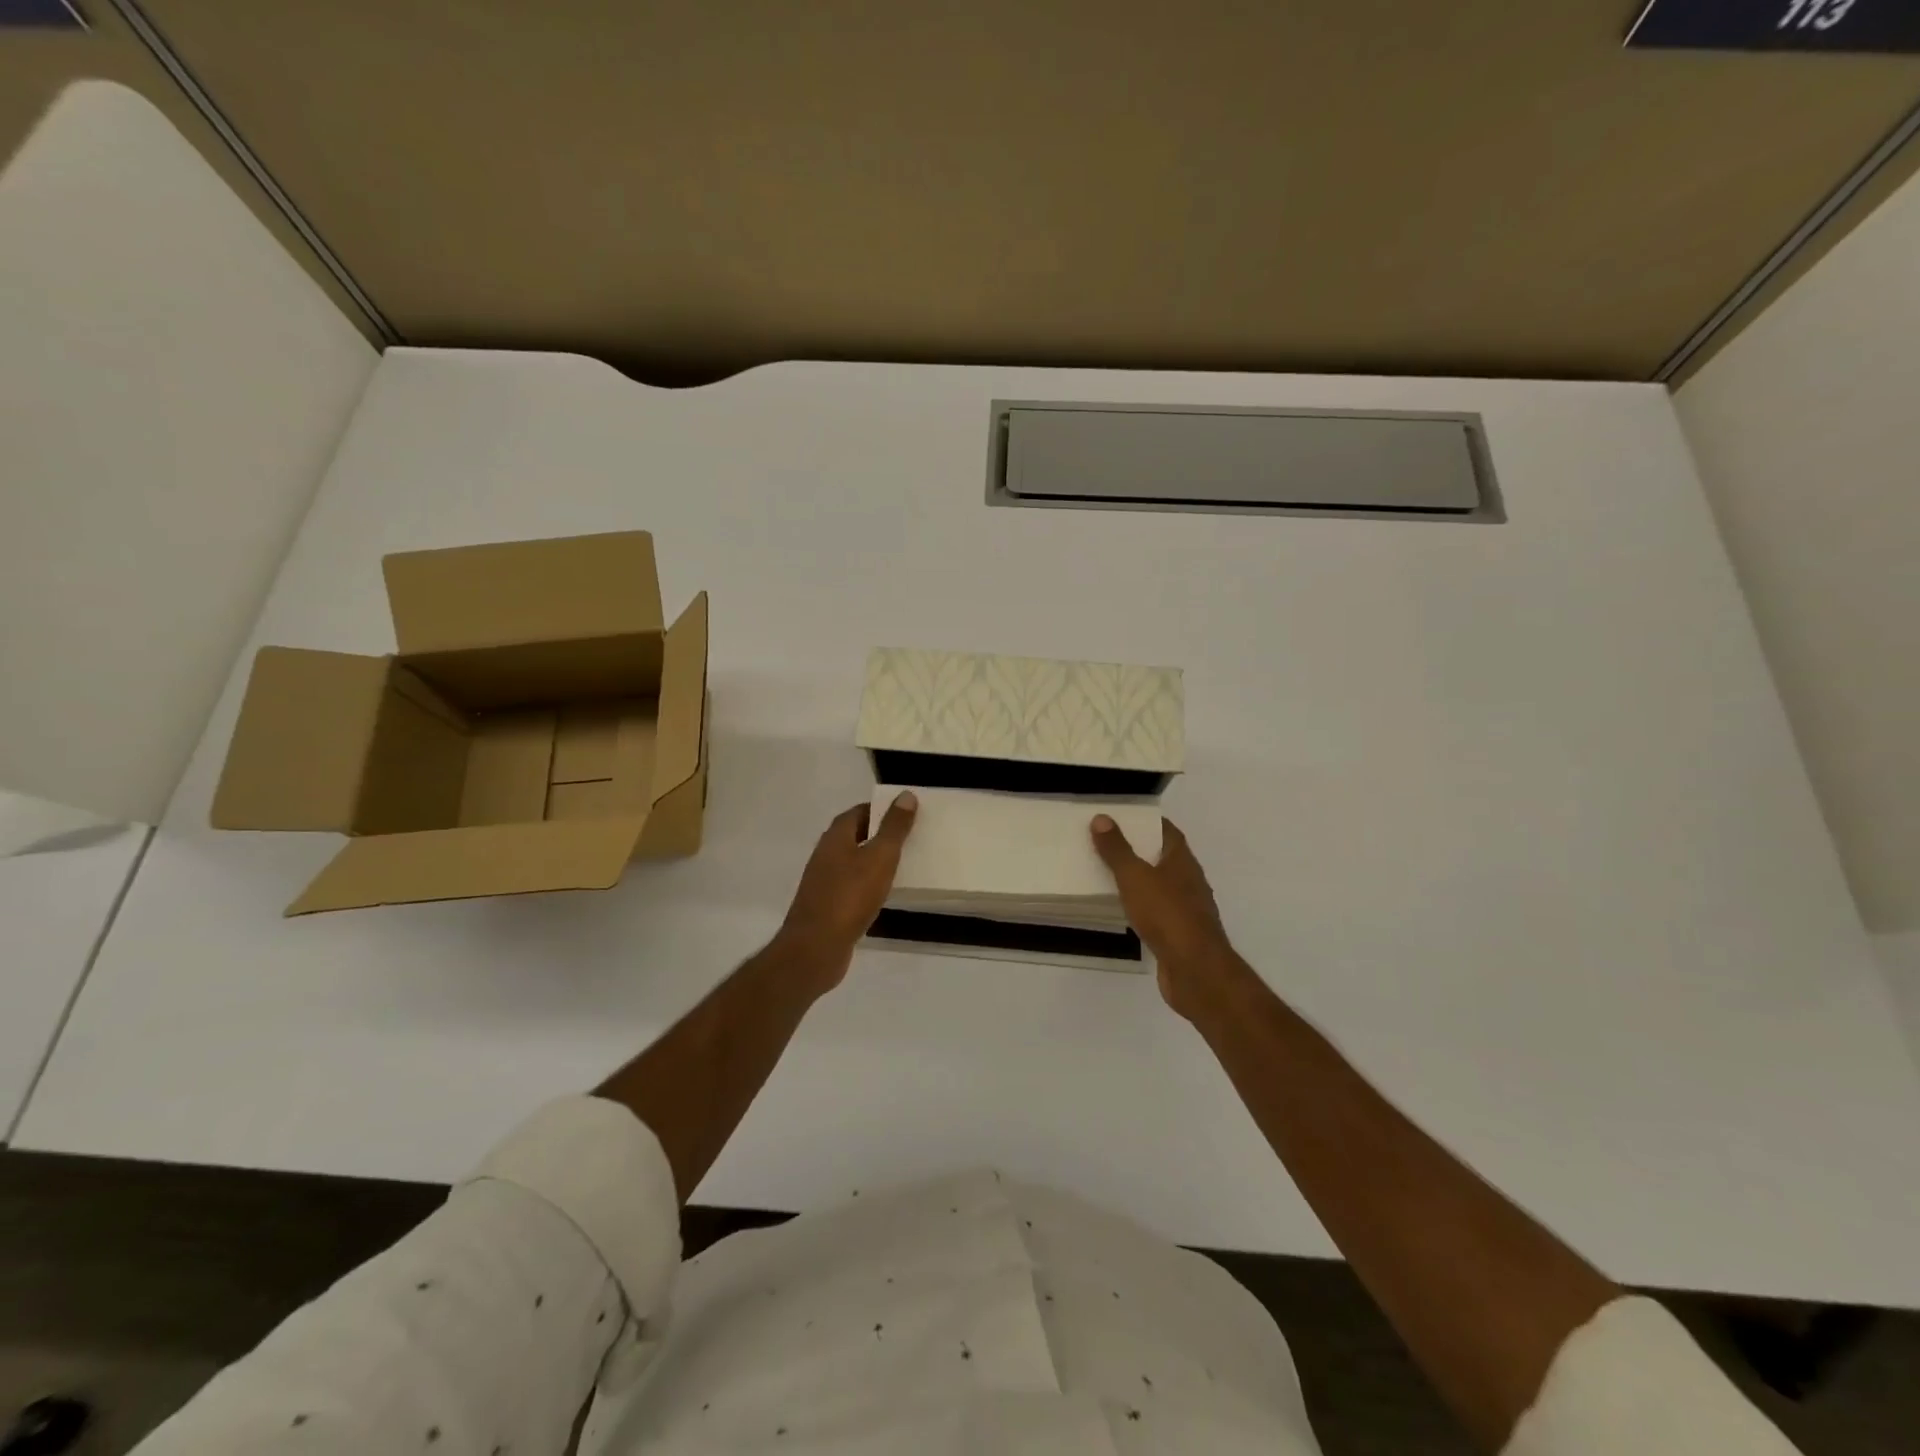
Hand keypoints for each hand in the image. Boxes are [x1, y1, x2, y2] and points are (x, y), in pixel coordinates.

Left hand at [776, 794, 918, 992]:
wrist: (816, 947)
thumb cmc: (850, 896)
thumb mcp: (880, 857)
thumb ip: (894, 828)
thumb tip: (905, 795)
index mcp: (835, 837)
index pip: (858, 812)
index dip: (880, 809)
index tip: (905, 813)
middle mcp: (825, 854)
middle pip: (854, 835)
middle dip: (879, 834)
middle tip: (909, 838)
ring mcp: (823, 881)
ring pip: (852, 862)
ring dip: (873, 860)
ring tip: (902, 864)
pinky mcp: (826, 906)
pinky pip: (851, 886)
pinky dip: (867, 884)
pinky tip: (883, 894)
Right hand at [1091, 816, 1242, 1018]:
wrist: (1195, 969)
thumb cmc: (1167, 915)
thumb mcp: (1135, 877)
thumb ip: (1117, 849)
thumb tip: (1102, 818)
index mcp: (1182, 861)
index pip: (1168, 831)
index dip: (1148, 822)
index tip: (1123, 818)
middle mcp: (1190, 881)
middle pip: (1164, 858)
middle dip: (1140, 850)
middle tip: (1108, 844)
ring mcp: (1188, 910)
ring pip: (1161, 886)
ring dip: (1140, 880)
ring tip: (1109, 875)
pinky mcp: (1181, 935)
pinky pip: (1158, 912)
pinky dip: (1142, 907)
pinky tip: (1124, 911)